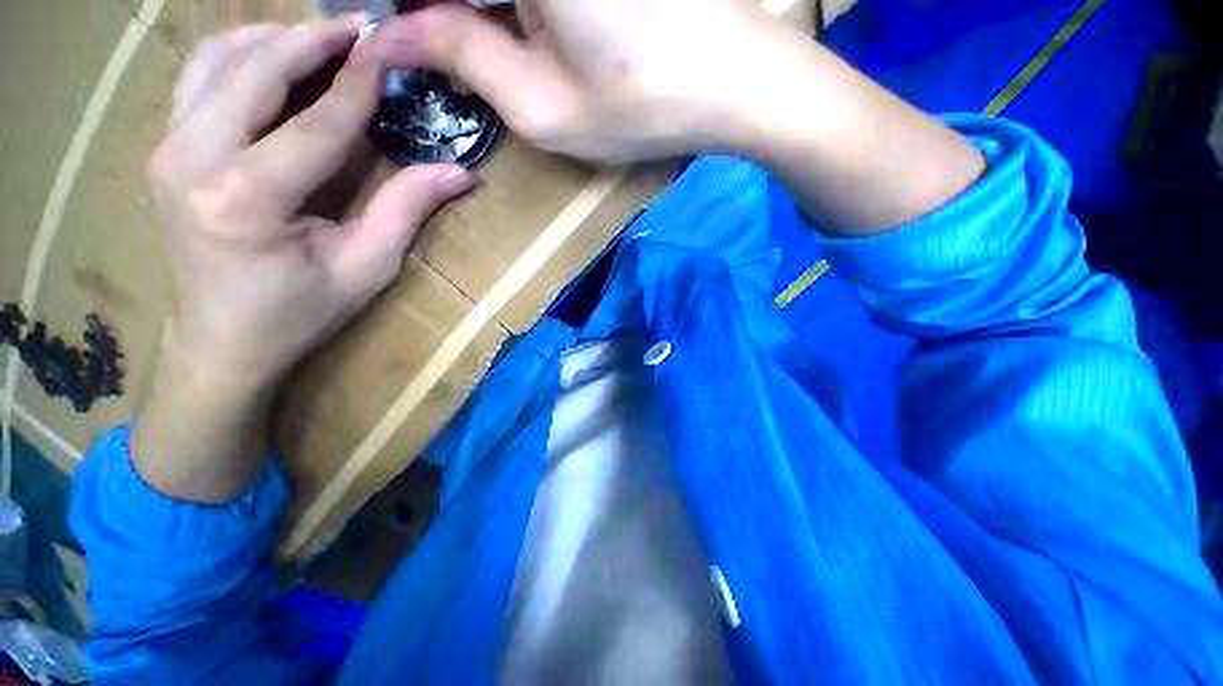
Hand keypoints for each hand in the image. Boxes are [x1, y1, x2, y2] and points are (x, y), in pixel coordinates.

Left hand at [134, 17, 475, 502]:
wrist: (220, 342)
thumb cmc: (298, 314)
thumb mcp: (365, 267)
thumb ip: (406, 210)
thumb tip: (459, 174)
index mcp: (245, 201)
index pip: (314, 123)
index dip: (360, 85)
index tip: (391, 49)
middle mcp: (191, 161)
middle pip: (255, 71)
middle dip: (313, 40)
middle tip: (362, 28)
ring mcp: (168, 150)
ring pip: (217, 61)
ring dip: (274, 40)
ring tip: (324, 39)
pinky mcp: (165, 149)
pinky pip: (199, 78)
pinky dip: (239, 56)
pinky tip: (275, 61)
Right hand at [356, 0, 797, 161]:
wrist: (737, 82)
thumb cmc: (642, 105)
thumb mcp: (543, 107)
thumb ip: (461, 57)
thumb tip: (392, 34)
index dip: (394, 9)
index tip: (374, 35)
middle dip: (434, 10)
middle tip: (416, 40)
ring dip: (470, 10)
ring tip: (458, 37)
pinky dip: (506, 9)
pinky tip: (507, 22)